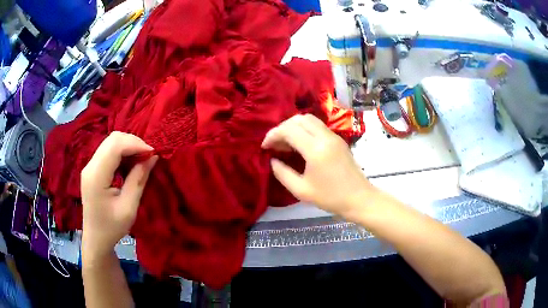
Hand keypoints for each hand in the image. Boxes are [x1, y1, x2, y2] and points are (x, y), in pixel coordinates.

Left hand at [81, 132, 157, 254]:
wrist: (95, 239)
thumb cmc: (112, 228)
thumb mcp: (128, 208)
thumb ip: (138, 180)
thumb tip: (152, 157)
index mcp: (96, 176)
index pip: (115, 145)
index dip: (135, 144)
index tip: (153, 154)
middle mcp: (90, 165)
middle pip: (112, 139)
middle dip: (133, 143)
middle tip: (148, 156)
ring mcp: (89, 166)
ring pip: (111, 142)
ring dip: (128, 146)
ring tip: (141, 160)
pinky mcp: (92, 168)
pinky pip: (108, 151)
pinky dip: (122, 152)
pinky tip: (130, 164)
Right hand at [262, 114, 375, 216]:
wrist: (359, 198)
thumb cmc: (330, 197)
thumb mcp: (301, 190)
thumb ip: (282, 173)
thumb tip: (272, 160)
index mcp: (315, 150)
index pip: (289, 130)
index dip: (273, 135)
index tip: (265, 147)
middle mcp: (325, 137)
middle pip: (298, 119)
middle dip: (282, 128)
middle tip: (274, 144)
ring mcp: (334, 136)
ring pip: (309, 119)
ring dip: (293, 127)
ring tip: (285, 143)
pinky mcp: (338, 139)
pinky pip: (317, 126)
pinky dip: (304, 129)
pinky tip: (300, 144)